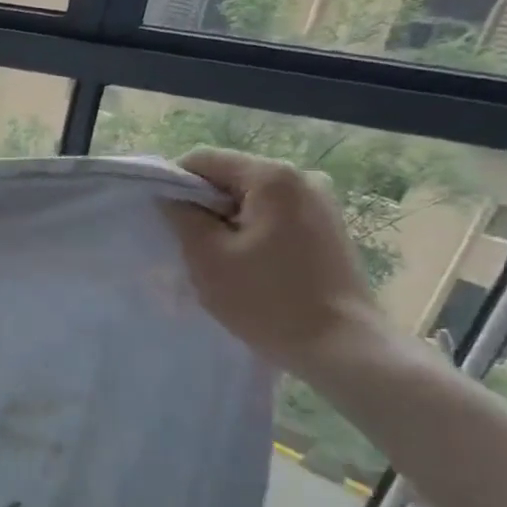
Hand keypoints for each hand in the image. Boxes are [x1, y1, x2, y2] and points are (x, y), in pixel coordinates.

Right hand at [163, 148, 387, 378]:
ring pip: (252, 200)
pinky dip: (252, 233)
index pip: (204, 160)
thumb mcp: (207, 256)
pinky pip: (275, 217)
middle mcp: (303, 178)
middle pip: (231, 178)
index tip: (166, 221)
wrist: (339, 347)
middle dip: (204, 206)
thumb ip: (182, 216)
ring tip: (220, 261)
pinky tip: (249, 267)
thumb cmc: (266, 299)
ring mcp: (322, 204)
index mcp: (273, 177)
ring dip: (228, 223)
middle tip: (191, 247)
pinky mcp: (328, 229)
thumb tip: (169, 196)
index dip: (175, 184)